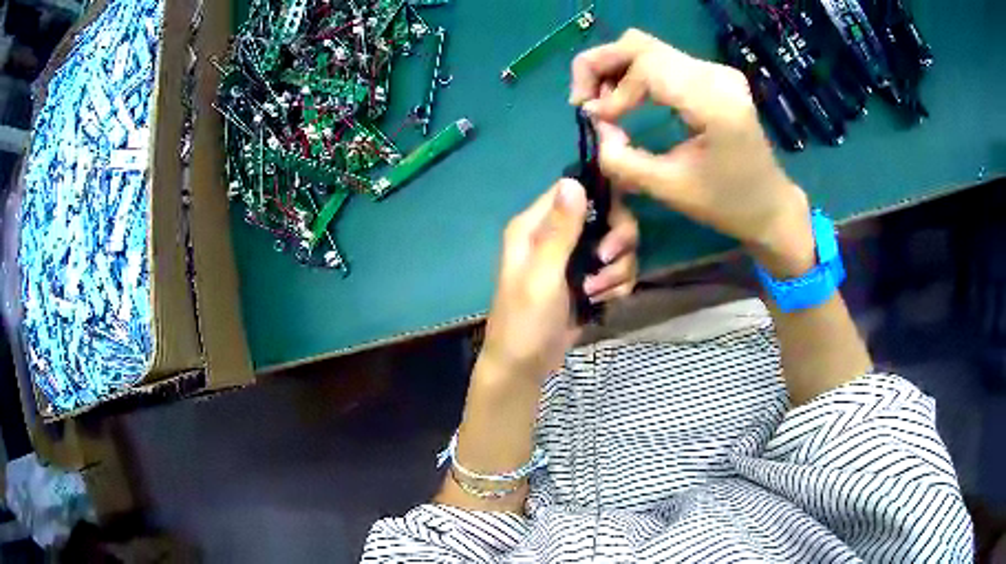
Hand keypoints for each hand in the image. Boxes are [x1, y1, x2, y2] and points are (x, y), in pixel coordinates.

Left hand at [482, 179, 638, 380]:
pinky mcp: (588, 280)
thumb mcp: (542, 276)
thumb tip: (573, 181)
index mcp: (534, 226)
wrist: (525, 367)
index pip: (575, 190)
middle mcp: (556, 235)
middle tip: (607, 263)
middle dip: (617, 241)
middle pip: (607, 216)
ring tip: (596, 293)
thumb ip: (559, 231)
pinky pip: (617, 269)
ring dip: (617, 270)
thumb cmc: (525, 322)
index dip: (603, 200)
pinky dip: (617, 285)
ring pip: (617, 245)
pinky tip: (604, 302)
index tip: (615, 224)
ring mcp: (574, 259)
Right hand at [570, 29, 814, 277]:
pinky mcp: (712, 76)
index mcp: (714, 102)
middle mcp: (716, 75)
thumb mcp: (669, 189)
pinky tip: (623, 99)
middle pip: (640, 44)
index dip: (613, 90)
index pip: (647, 67)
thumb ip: (622, 159)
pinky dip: (632, 74)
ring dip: (614, 69)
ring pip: (647, 48)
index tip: (595, 120)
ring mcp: (716, 71)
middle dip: (600, 65)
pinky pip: (661, 61)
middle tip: (582, 101)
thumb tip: (597, 125)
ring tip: (600, 103)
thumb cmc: (727, 204)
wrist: (769, 205)